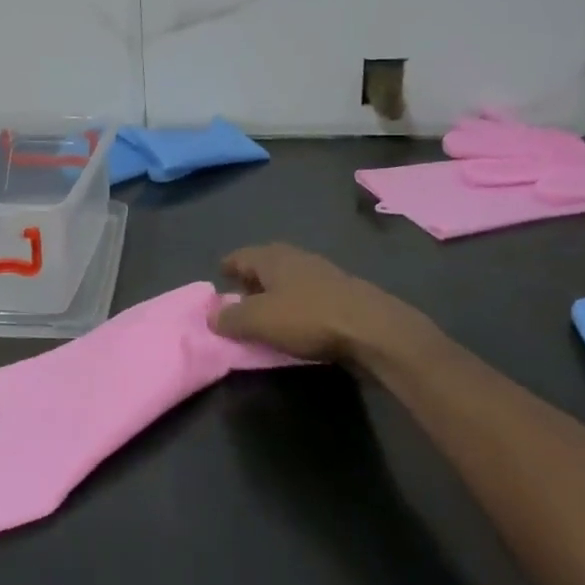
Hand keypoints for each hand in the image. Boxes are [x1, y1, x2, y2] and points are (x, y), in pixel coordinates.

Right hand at [209, 244, 450, 374]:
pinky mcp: (344, 293)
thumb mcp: (258, 321)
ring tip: (268, 312)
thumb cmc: (308, 318)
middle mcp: (296, 257)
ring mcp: (323, 273)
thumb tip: (211, 315)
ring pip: (290, 278)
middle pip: (266, 263)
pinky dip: (297, 303)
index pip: (240, 256)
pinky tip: (299, 320)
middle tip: (240, 296)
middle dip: (252, 278)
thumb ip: (230, 318)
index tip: (219, 277)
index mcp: (272, 257)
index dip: (228, 267)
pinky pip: (309, 294)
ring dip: (277, 292)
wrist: (374, 329)